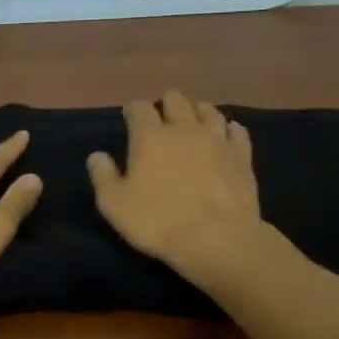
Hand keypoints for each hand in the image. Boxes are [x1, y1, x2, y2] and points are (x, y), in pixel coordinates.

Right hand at [88, 90, 262, 276]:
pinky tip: (228, 133)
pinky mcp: (242, 156)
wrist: (217, 238)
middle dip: (166, 104)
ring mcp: (217, 140)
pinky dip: (230, 129)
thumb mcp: (114, 204)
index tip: (130, 117)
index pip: (139, 108)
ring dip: (198, 112)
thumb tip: (97, 156)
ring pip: (208, 111)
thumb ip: (103, 176)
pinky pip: (237, 132)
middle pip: (176, 100)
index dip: (133, 110)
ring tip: (193, 120)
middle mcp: (184, 128)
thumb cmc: (158, 221)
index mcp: (150, 136)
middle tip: (162, 117)